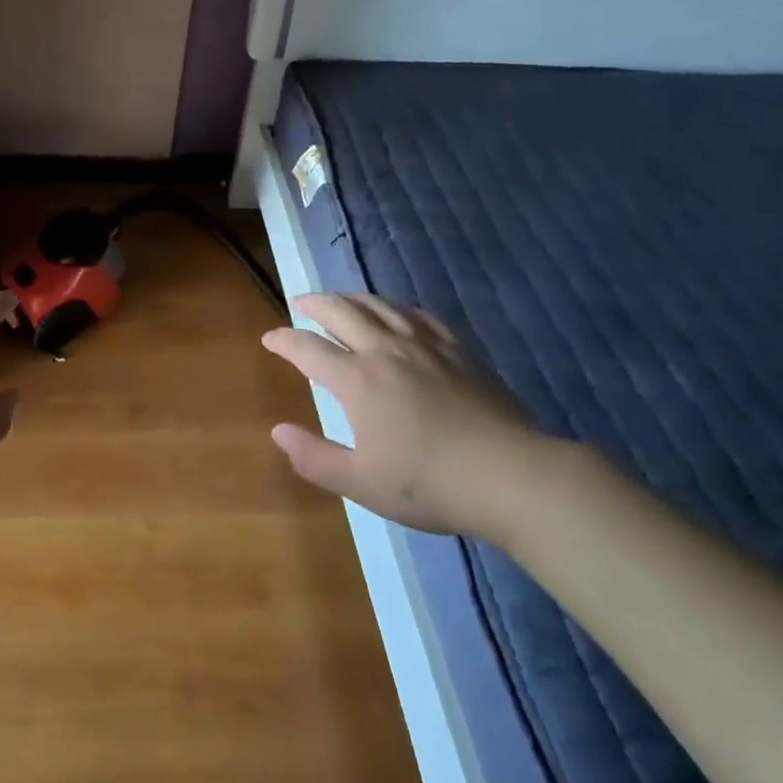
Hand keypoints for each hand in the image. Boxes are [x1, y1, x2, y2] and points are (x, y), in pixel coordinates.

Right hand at [263, 293, 546, 541]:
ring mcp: (424, 346)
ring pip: (379, 305)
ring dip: (352, 298)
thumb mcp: (362, 483)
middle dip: (315, 303)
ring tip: (341, 300)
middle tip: (301, 303)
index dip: (284, 340)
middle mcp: (385, 351)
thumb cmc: (430, 484)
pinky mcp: (457, 350)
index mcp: (357, 380)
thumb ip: (314, 457)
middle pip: (341, 311)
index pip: (308, 349)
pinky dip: (395, 308)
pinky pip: (418, 315)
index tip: (270, 338)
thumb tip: (278, 431)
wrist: (512, 477)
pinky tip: (396, 314)